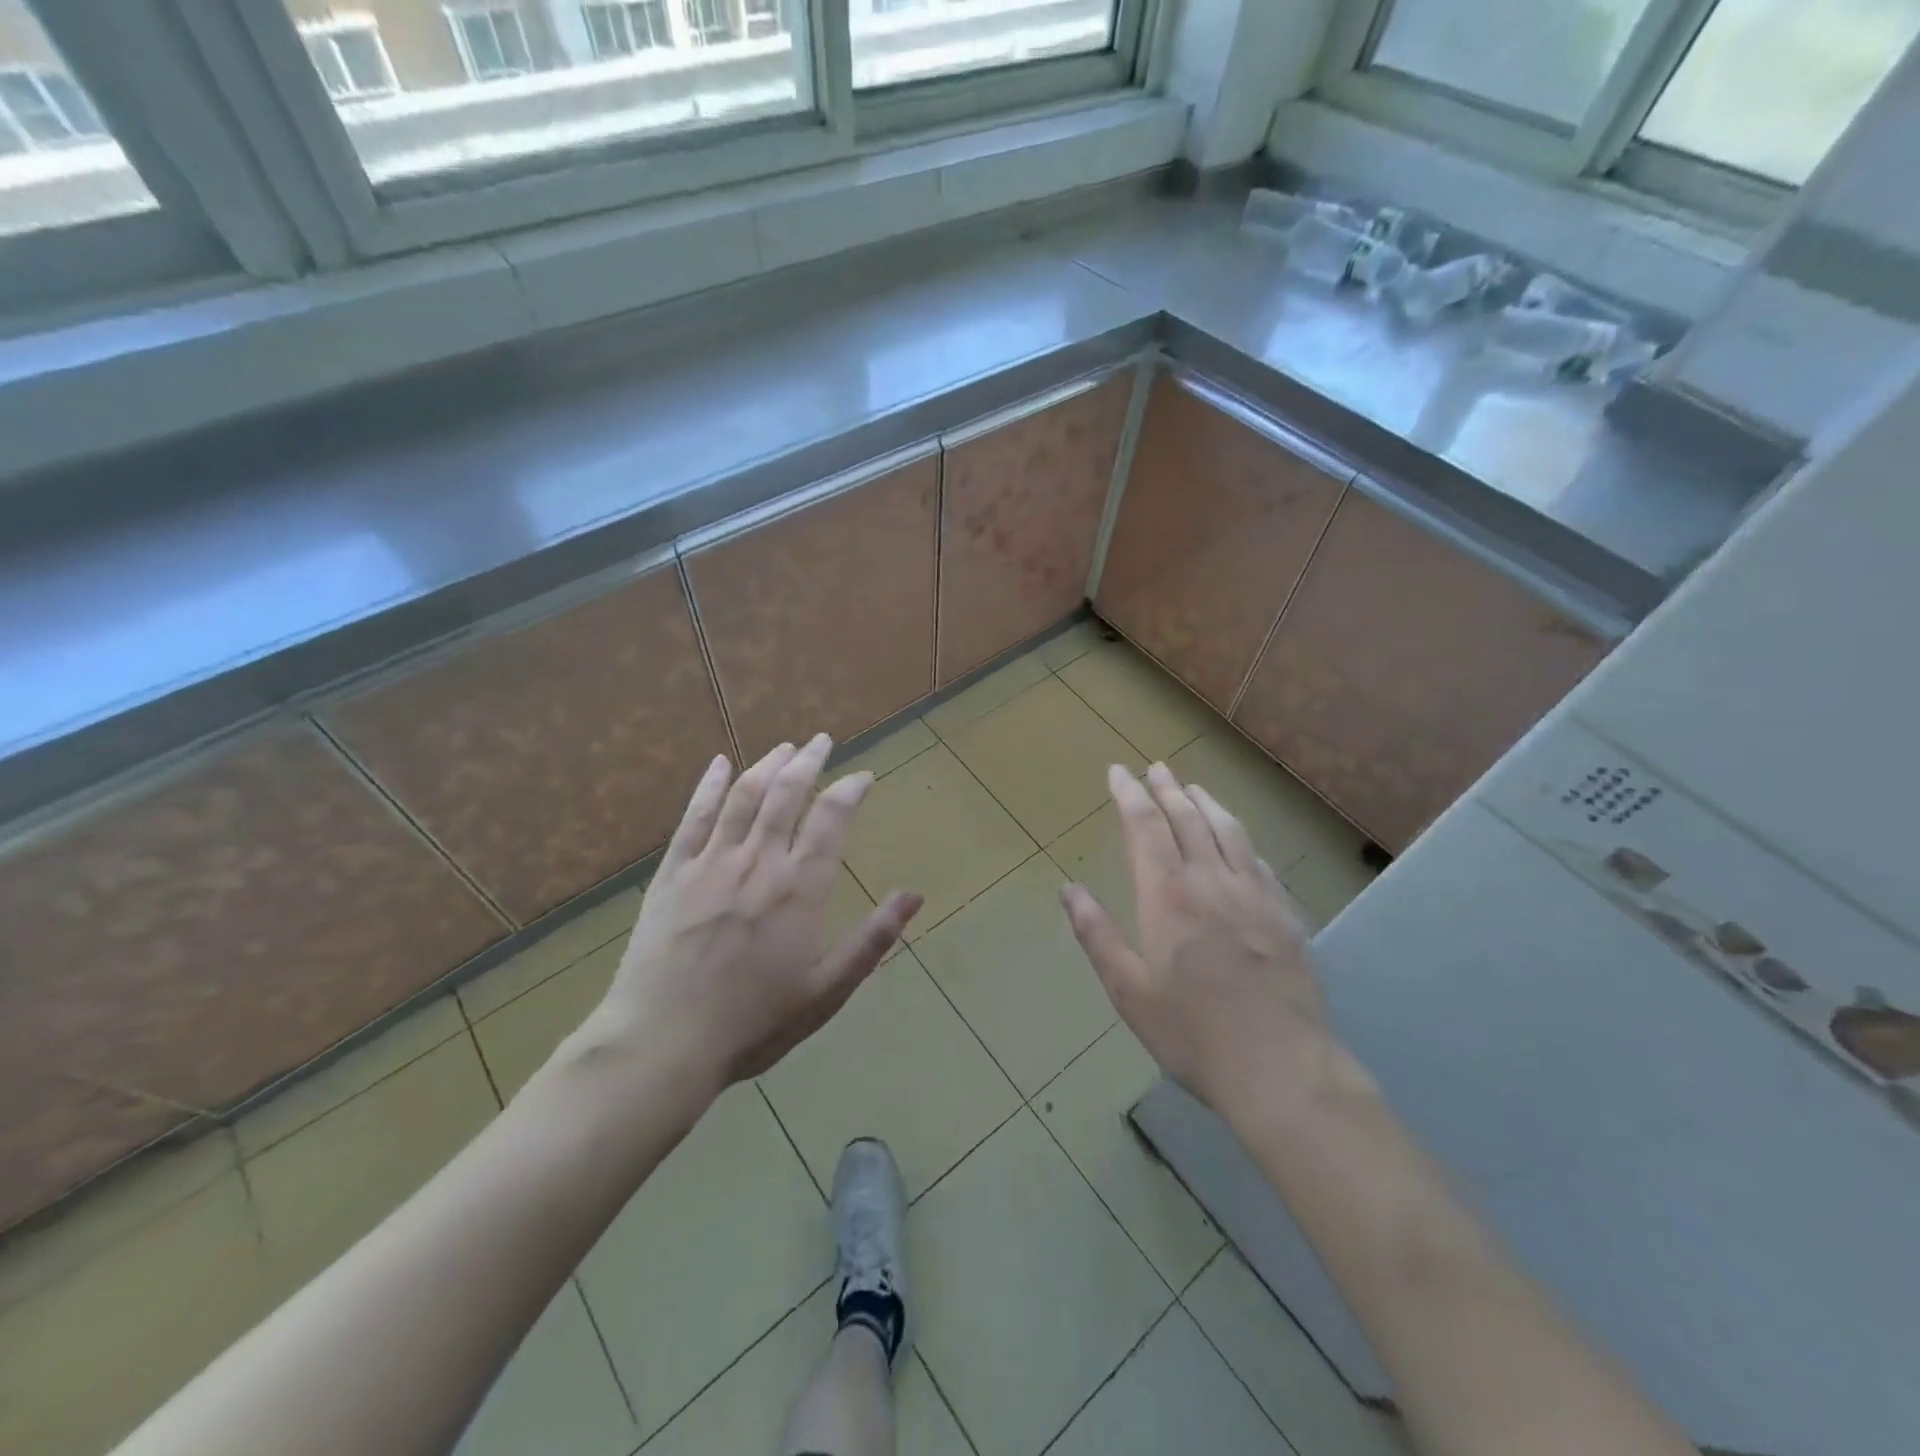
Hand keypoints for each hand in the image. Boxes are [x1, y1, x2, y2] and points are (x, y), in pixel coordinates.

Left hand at [585, 734, 920, 1095]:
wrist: (663, 1044)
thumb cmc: (754, 1023)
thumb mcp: (827, 990)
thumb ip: (873, 939)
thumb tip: (915, 895)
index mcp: (800, 888)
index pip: (832, 819)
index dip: (850, 791)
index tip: (863, 776)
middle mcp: (759, 861)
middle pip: (787, 794)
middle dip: (809, 761)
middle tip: (822, 740)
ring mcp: (711, 862)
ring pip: (744, 796)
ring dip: (767, 765)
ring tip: (785, 747)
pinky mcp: (672, 873)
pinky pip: (694, 817)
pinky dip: (709, 786)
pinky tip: (718, 765)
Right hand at [1060, 762, 1327, 1115]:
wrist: (1281, 1068)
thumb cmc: (1192, 1033)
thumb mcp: (1129, 991)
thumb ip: (1096, 935)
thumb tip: (1068, 890)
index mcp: (1168, 896)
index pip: (1146, 827)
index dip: (1130, 795)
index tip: (1119, 771)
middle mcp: (1212, 882)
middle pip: (1188, 819)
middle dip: (1167, 789)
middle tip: (1154, 768)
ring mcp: (1254, 895)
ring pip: (1228, 831)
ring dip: (1207, 803)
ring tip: (1193, 787)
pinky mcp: (1285, 915)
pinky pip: (1260, 862)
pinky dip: (1241, 840)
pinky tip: (1239, 842)